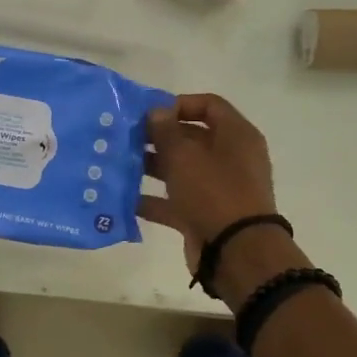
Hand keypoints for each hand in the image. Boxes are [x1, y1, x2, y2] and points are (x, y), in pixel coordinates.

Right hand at [138, 94, 279, 276]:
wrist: (236, 252)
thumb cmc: (213, 192)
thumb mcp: (184, 156)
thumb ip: (166, 131)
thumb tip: (156, 111)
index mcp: (236, 135)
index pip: (209, 105)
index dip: (179, 105)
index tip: (150, 114)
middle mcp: (230, 158)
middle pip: (193, 138)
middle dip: (159, 138)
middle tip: (127, 139)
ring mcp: (218, 189)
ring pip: (182, 170)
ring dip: (153, 167)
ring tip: (121, 165)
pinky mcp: (206, 215)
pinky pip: (177, 201)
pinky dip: (154, 200)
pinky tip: (125, 199)